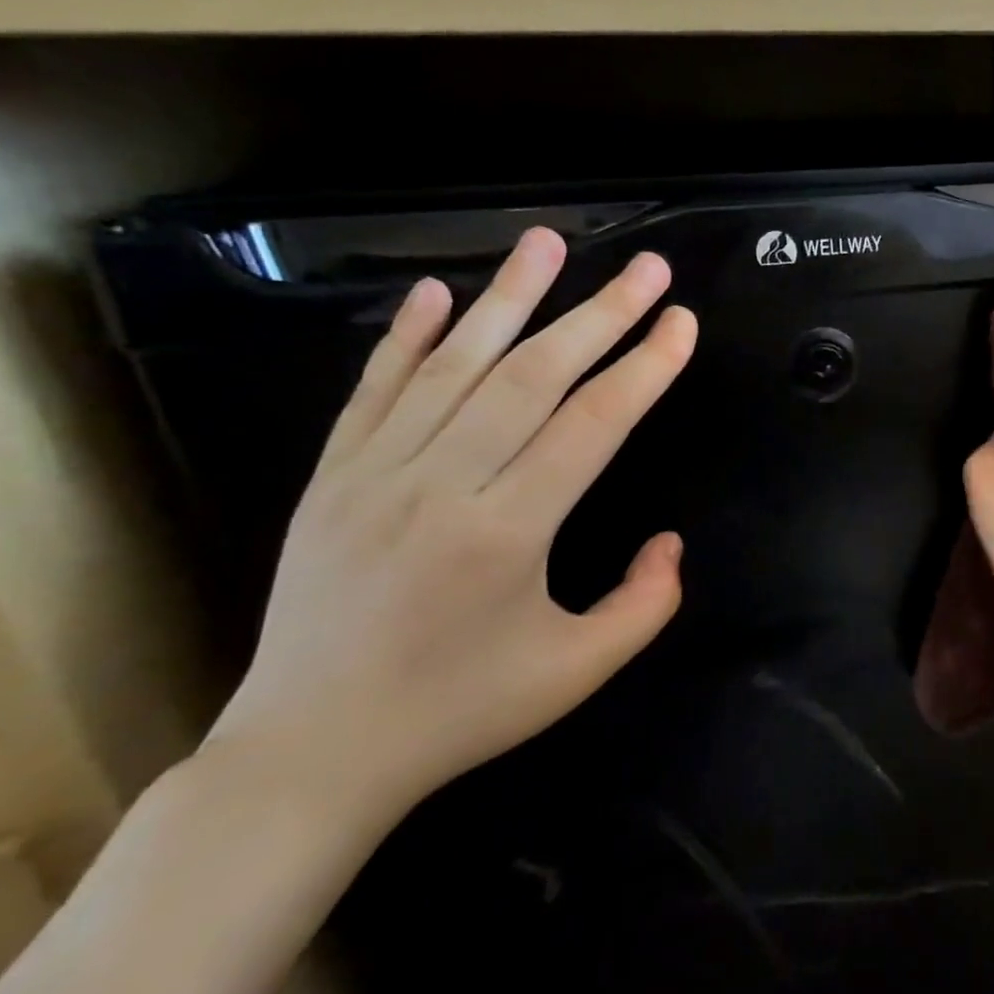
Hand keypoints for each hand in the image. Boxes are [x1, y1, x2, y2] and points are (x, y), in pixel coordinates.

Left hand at [206, 229, 697, 829]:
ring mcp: (376, 473)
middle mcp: (442, 485)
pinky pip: (375, 389)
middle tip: (648, 269)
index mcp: (508, 532)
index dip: (645, 367)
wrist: (312, 752)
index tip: (681, 322)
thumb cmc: (461, 710)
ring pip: (455, 364)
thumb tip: (671, 540)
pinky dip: (408, 336)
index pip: (593, 424)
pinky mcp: (333, 476)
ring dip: (509, 297)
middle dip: (601, 314)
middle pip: (534, 376)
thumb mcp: (578, 671)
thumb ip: (646, 603)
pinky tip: (440, 293)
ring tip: (549, 241)